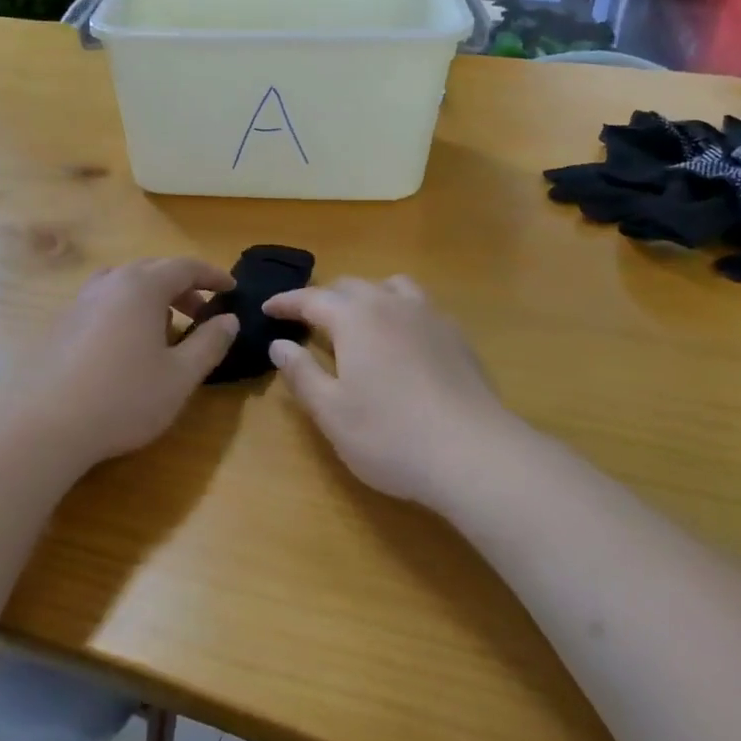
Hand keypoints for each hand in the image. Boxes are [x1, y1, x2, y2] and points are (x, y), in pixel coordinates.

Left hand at [7, 257, 237, 474]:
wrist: (46, 424)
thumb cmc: (124, 398)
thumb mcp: (180, 376)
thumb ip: (209, 343)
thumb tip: (229, 319)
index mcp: (142, 287)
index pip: (185, 266)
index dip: (212, 276)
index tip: (231, 289)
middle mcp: (110, 283)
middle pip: (153, 270)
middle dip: (183, 286)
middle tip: (202, 312)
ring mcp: (80, 301)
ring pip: (124, 284)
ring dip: (151, 297)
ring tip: (164, 327)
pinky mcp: (62, 324)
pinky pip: (103, 302)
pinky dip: (125, 309)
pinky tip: (127, 345)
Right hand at [263, 277, 518, 510]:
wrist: (474, 453)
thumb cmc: (389, 435)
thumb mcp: (331, 411)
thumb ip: (301, 373)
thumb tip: (279, 345)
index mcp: (355, 318)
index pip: (311, 298)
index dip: (286, 302)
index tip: (267, 309)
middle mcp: (392, 305)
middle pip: (351, 287)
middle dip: (324, 298)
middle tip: (306, 320)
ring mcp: (430, 317)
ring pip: (392, 288)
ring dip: (367, 297)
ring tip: (358, 320)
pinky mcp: (457, 337)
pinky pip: (420, 307)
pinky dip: (399, 312)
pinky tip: (401, 341)